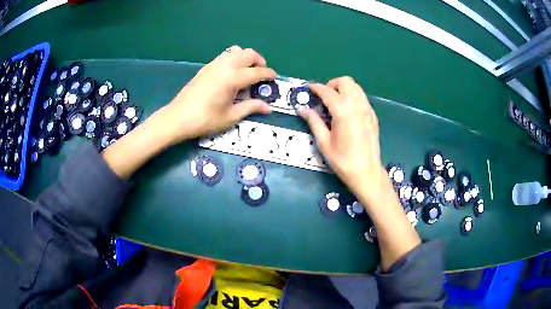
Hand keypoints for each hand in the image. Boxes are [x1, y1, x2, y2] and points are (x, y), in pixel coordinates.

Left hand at [103, 46, 275, 179]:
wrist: (177, 118)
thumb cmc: (205, 120)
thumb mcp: (230, 117)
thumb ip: (250, 108)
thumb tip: (267, 107)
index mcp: (233, 78)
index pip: (257, 72)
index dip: (268, 74)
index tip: (275, 78)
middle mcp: (225, 66)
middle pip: (248, 53)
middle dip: (259, 61)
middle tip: (261, 74)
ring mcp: (214, 64)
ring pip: (236, 51)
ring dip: (246, 57)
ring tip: (247, 71)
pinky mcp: (206, 67)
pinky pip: (225, 55)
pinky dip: (234, 59)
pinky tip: (232, 73)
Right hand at [301, 77, 387, 204]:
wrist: (367, 172)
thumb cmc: (343, 160)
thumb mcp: (324, 142)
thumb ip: (314, 122)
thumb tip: (303, 110)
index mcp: (343, 111)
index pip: (327, 91)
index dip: (316, 88)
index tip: (309, 88)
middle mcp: (357, 105)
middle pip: (345, 82)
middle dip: (332, 84)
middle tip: (324, 97)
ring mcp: (368, 109)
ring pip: (356, 87)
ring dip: (343, 89)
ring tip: (335, 102)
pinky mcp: (373, 115)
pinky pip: (362, 97)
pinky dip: (352, 96)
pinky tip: (347, 111)